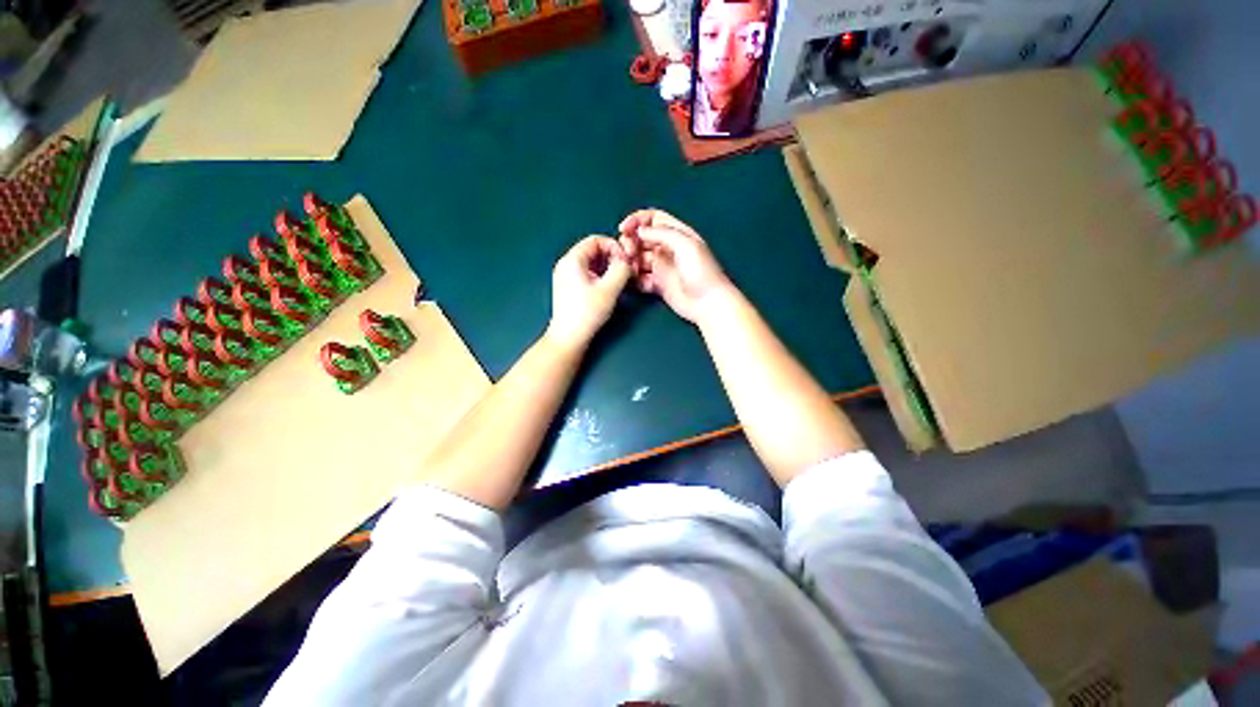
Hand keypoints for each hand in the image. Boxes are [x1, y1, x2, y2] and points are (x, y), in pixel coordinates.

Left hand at [547, 236, 632, 348]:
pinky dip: (600, 276)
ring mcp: (566, 276)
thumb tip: (627, 261)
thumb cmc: (588, 312)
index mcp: (572, 260)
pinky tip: (609, 288)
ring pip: (591, 263)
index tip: (626, 261)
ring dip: (608, 268)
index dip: (614, 247)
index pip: (595, 240)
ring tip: (620, 281)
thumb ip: (621, 269)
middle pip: (593, 251)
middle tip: (625, 271)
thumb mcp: (610, 289)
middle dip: (612, 258)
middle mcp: (566, 264)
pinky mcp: (568, 288)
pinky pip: (587, 274)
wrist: (569, 337)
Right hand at [618, 209, 734, 323]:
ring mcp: (662, 267)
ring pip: (638, 258)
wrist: (708, 303)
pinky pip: (640, 278)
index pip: (653, 219)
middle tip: (628, 253)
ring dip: (630, 261)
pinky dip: (635, 279)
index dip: (637, 220)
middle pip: (642, 238)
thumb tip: (639, 231)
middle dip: (630, 242)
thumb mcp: (685, 245)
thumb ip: (662, 233)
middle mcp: (667, 248)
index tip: (623, 229)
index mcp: (676, 234)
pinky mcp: (658, 285)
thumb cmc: (701, 271)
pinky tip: (638, 282)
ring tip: (630, 269)